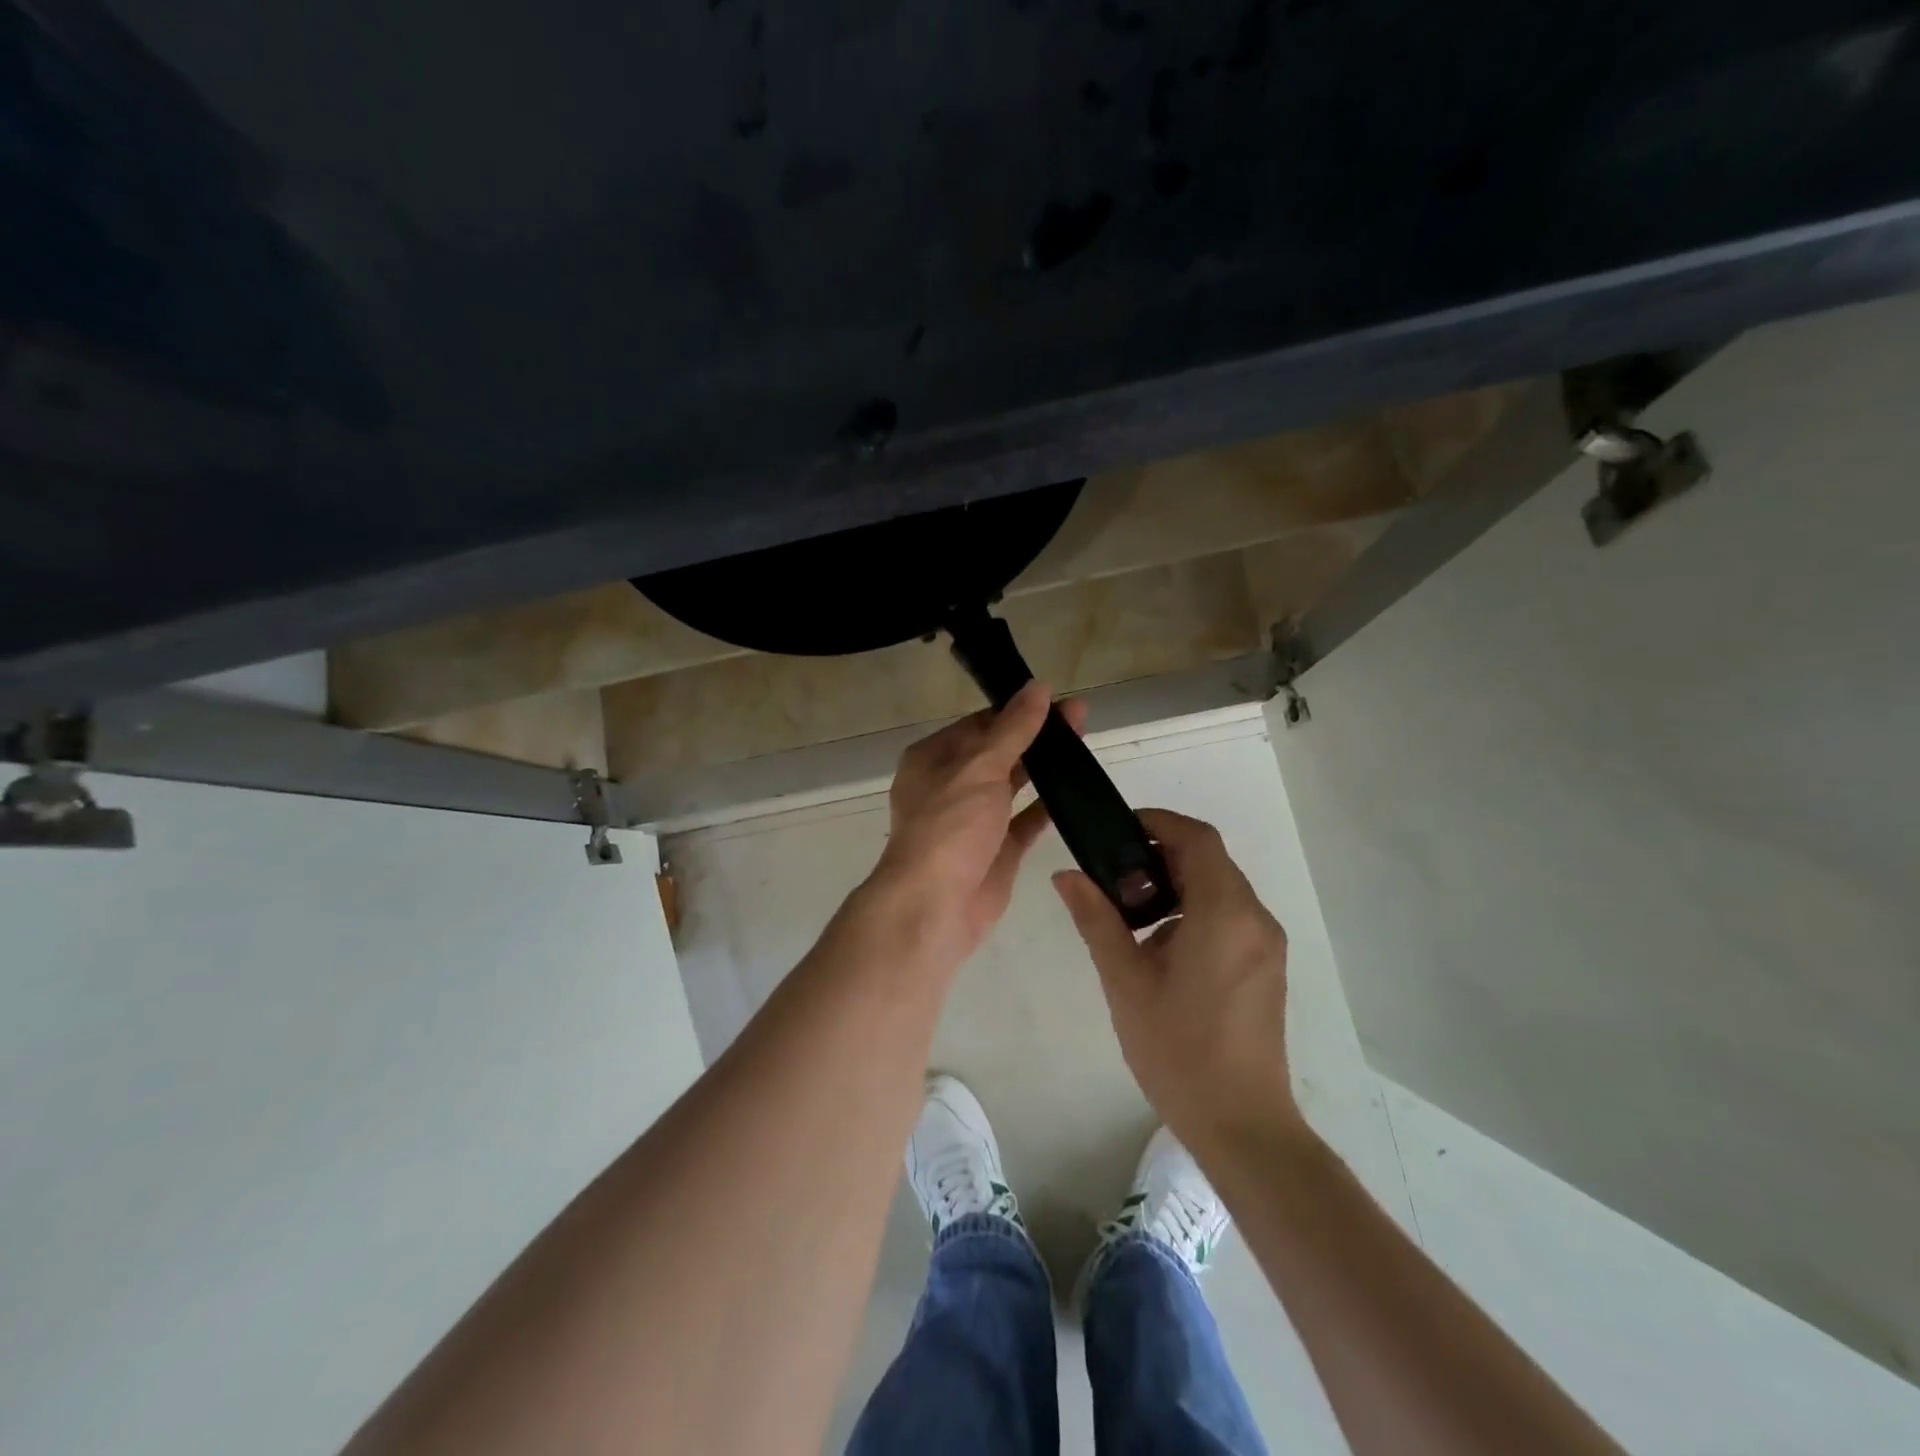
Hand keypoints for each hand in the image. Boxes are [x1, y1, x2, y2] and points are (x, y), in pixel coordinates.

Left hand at [871, 681, 1084, 957]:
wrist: (935, 906)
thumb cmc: (949, 827)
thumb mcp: (980, 768)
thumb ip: (1013, 729)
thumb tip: (1038, 688)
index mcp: (933, 759)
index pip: (979, 724)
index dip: (1016, 709)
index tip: (1056, 698)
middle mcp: (951, 785)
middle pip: (999, 751)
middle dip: (1036, 735)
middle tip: (1081, 718)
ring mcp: (973, 820)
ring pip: (1014, 784)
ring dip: (1045, 768)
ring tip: (1085, 746)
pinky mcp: (996, 850)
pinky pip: (1025, 821)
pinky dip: (1048, 807)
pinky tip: (1078, 792)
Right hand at [1053, 809, 1307, 1153]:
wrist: (1242, 1125)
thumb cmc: (1178, 1049)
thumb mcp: (1126, 981)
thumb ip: (1096, 919)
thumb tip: (1066, 876)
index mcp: (1224, 913)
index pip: (1197, 838)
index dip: (1158, 822)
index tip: (1118, 831)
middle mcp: (1255, 918)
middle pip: (1209, 861)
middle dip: (1161, 856)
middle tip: (1114, 877)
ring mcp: (1267, 945)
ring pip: (1220, 889)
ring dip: (1177, 886)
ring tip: (1132, 918)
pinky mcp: (1268, 968)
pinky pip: (1231, 917)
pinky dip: (1196, 912)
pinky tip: (1163, 950)